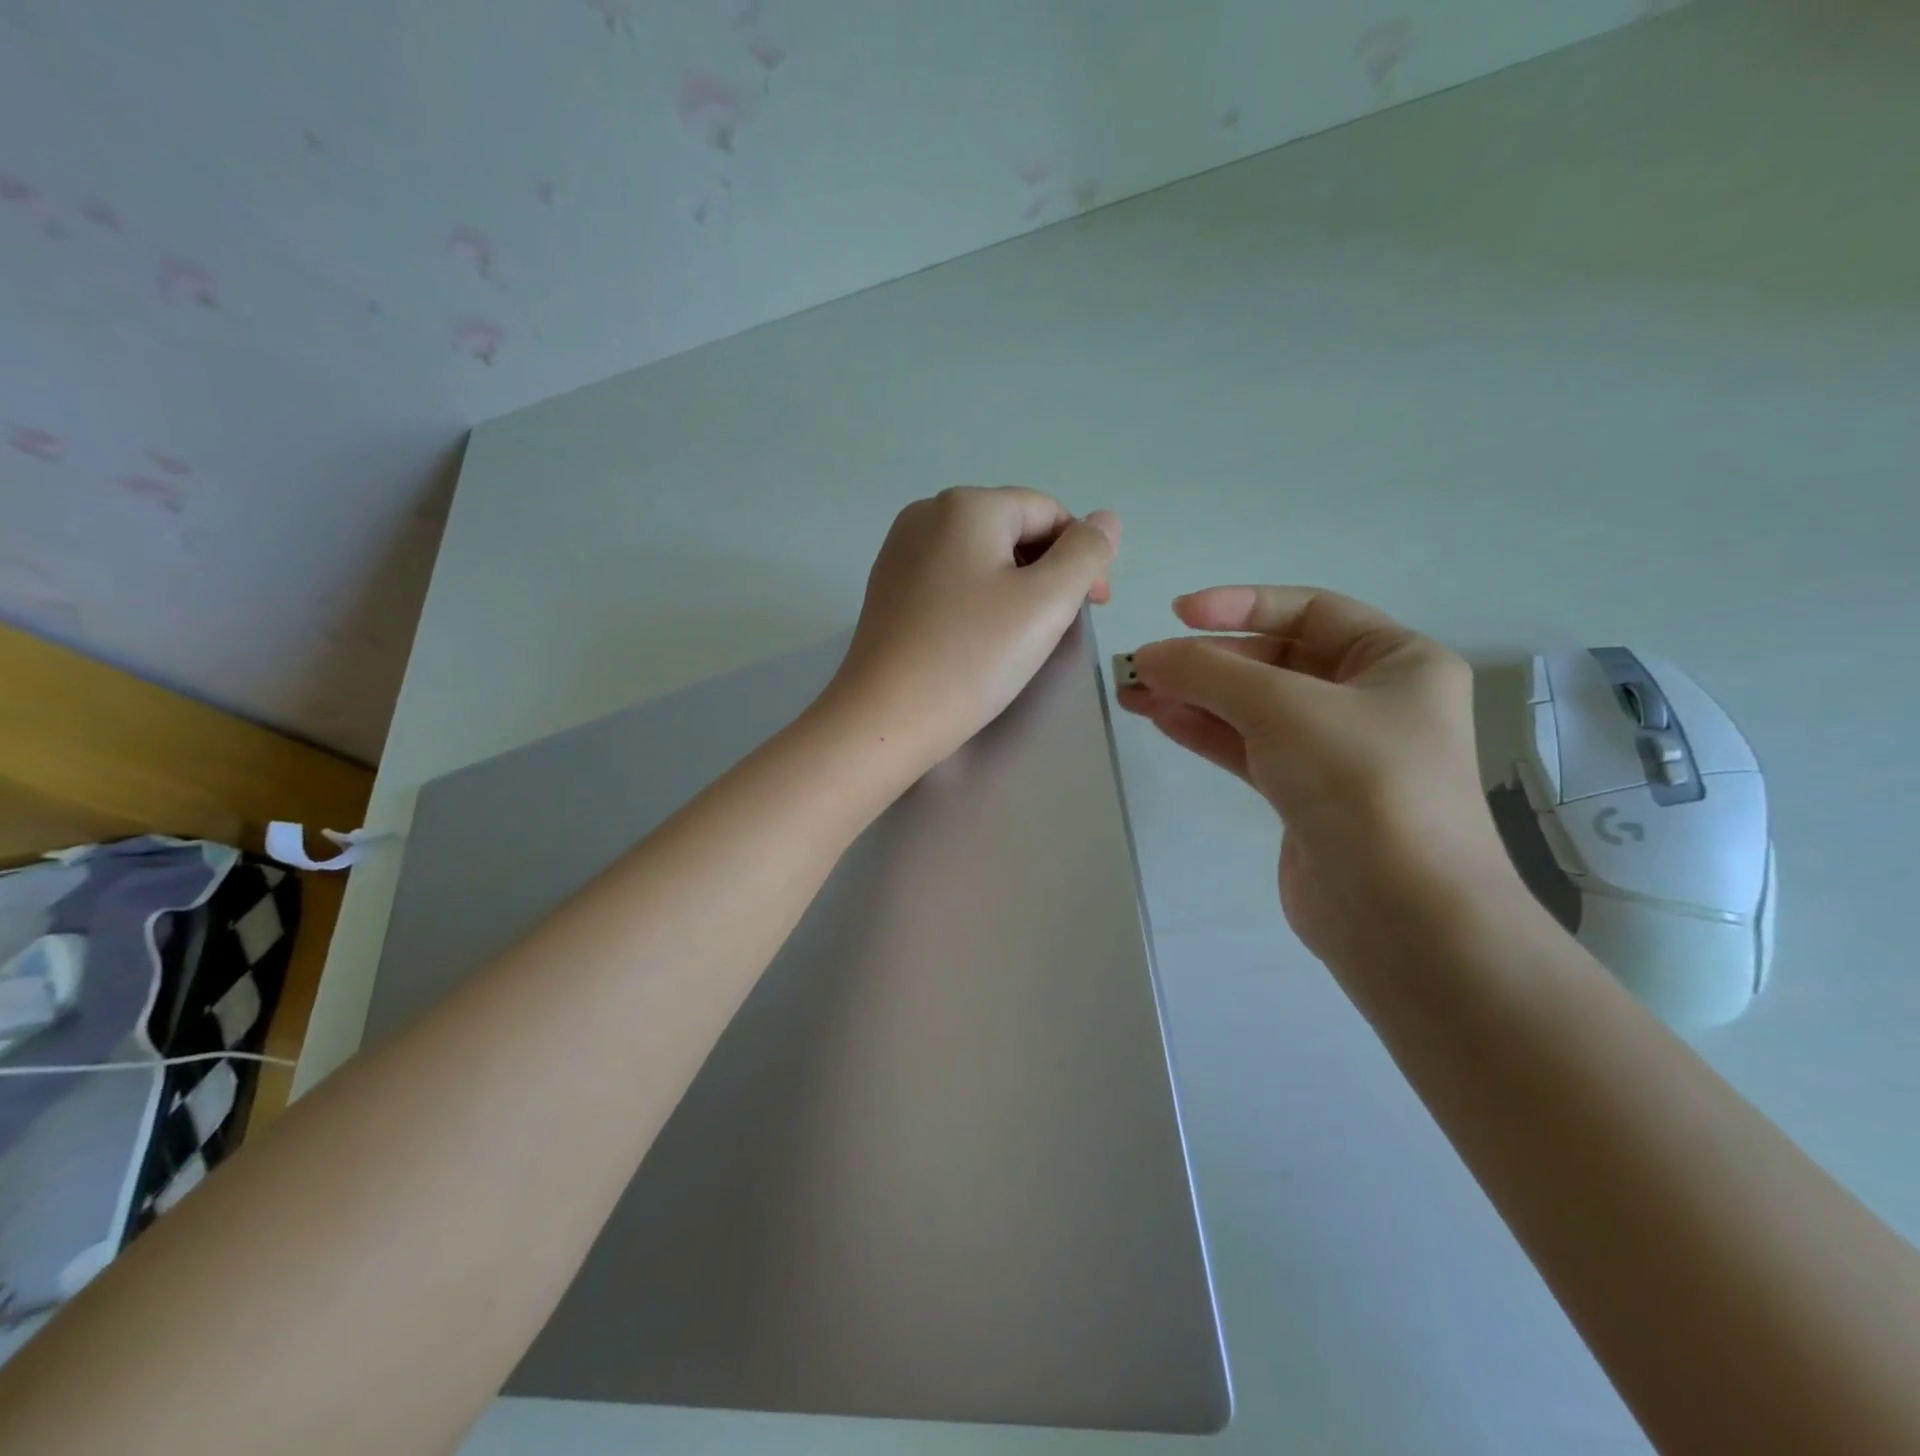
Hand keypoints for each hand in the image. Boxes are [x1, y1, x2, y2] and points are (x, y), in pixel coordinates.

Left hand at [824, 487, 1119, 772]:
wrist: (885, 718)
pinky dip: (978, 601)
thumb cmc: (972, 658)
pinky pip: (950, 580)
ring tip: (1020, 638)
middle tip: (1058, 628)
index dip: (1082, 556)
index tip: (1095, 608)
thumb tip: (1105, 519)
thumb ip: (1086, 554)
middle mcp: (926, 514)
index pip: (1048, 512)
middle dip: (1048, 572)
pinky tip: (979, 640)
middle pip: (1012, 530)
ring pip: (982, 557)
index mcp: (966, 506)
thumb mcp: (1047, 603)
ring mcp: (900, 551)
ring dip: (1016, 588)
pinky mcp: (888, 588)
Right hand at [1121, 586, 1518, 969]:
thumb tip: (1149, 657)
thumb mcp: (1283, 708)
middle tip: (1143, 665)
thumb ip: (1210, 673)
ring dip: (1195, 696)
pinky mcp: (1306, 797)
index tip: (1178, 613)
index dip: (1241, 605)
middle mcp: (1371, 701)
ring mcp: (1337, 753)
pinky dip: (1207, 731)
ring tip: (1133, 691)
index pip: (1310, 611)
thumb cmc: (1361, 784)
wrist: (1403, 916)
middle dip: (1207, 661)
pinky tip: (1161, 719)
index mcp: (1397, 661)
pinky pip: (1249, 749)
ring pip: (1254, 709)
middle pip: (1275, 662)